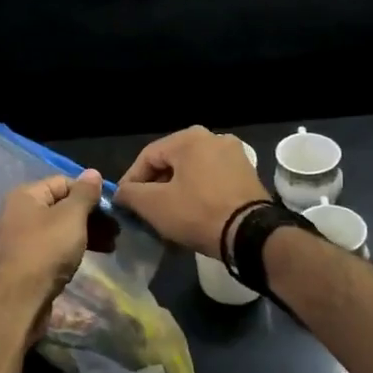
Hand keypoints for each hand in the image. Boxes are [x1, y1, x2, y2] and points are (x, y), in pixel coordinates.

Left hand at [0, 170, 103, 289]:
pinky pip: (51, 248)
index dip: (89, 193)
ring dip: (85, 234)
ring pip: (58, 229)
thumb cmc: (46, 250)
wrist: (18, 299)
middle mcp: (18, 213)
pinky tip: (87, 259)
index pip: (63, 182)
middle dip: (90, 217)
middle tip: (116, 232)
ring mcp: (19, 239)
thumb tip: (93, 172)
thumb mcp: (71, 217)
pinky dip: (70, 250)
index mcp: (26, 195)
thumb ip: (84, 194)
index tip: (111, 209)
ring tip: (109, 247)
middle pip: (61, 206)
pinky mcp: (23, 263)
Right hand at [114, 127, 268, 257]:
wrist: (251, 234)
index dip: (130, 180)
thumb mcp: (154, 205)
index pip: (147, 156)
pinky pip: (212, 180)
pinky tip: (191, 215)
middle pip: (171, 163)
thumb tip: (120, 193)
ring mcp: (234, 155)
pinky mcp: (247, 174)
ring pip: (192, 173)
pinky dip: (197, 194)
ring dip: (176, 192)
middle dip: (154, 188)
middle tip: (144, 211)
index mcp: (189, 138)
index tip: (123, 203)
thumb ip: (130, 194)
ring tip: (166, 216)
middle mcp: (213, 138)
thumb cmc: (198, 213)